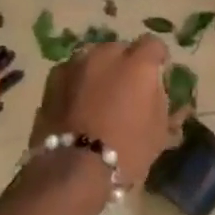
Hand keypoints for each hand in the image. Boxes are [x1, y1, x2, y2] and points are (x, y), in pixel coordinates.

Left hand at [29, 37, 176, 187]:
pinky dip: (77, 82)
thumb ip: (162, 103)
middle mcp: (107, 55)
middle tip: (126, 89)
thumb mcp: (159, 132)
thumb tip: (160, 92)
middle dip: (125, 64)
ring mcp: (76, 64)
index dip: (157, 57)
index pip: (153, 45)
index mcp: (138, 64)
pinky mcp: (53, 79)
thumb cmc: (126, 151)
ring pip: (93, 59)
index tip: (158, 72)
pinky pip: (72, 73)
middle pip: (120, 50)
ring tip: (99, 95)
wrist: (73, 169)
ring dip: (99, 71)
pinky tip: (77, 103)